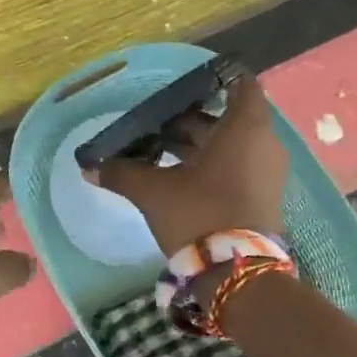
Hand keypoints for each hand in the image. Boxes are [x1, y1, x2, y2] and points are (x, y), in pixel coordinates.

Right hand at [100, 76, 287, 254]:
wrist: (238, 275)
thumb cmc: (199, 214)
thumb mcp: (153, 192)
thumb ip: (122, 173)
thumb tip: (90, 168)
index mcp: (245, 128)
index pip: (241, 84)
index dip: (215, 80)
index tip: (184, 87)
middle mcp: (264, 143)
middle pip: (227, 117)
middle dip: (191, 120)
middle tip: (155, 125)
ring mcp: (267, 172)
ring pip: (230, 144)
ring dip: (198, 145)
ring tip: (157, 151)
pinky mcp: (262, 196)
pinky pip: (237, 166)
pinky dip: (211, 165)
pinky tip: (176, 177)